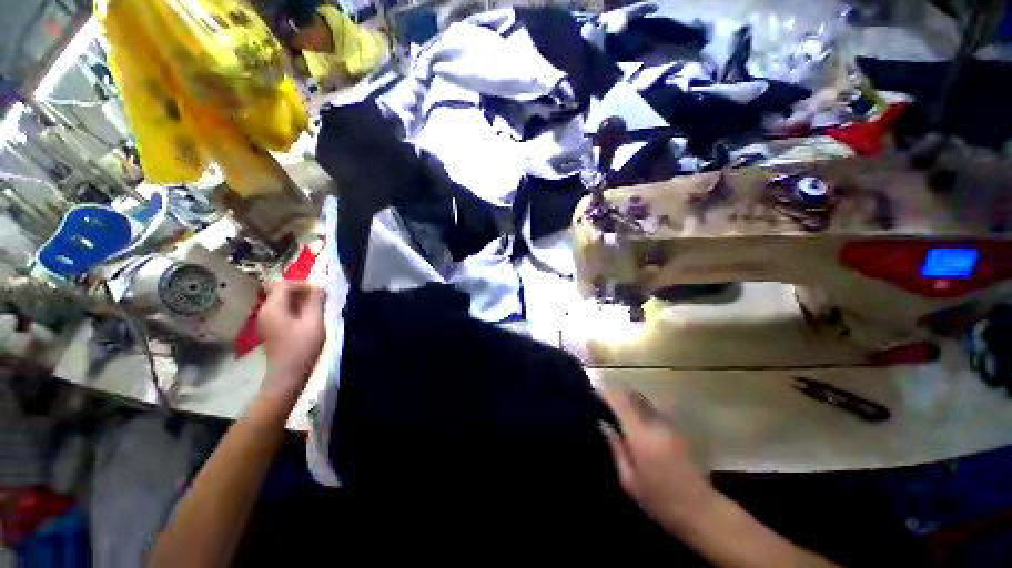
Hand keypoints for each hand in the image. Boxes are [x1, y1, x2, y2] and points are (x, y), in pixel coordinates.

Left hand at [258, 280, 325, 395]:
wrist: (287, 375)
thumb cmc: (302, 347)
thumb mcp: (314, 322)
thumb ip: (316, 301)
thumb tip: (320, 286)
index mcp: (273, 308)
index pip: (284, 284)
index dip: (303, 284)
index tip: (320, 293)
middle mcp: (265, 311)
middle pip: (281, 290)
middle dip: (302, 291)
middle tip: (320, 300)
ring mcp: (266, 320)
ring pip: (282, 300)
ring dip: (300, 300)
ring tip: (317, 309)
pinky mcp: (271, 328)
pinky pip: (282, 310)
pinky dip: (295, 309)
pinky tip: (307, 319)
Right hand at [599, 389, 717, 532]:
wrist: (701, 511)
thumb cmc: (659, 501)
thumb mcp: (629, 480)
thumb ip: (615, 448)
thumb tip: (602, 424)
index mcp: (641, 436)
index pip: (620, 403)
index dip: (606, 393)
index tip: (594, 392)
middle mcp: (655, 424)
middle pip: (633, 396)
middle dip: (617, 394)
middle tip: (604, 400)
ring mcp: (669, 425)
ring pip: (644, 401)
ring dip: (630, 400)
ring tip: (618, 410)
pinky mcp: (677, 429)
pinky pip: (654, 410)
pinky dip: (641, 409)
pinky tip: (636, 421)